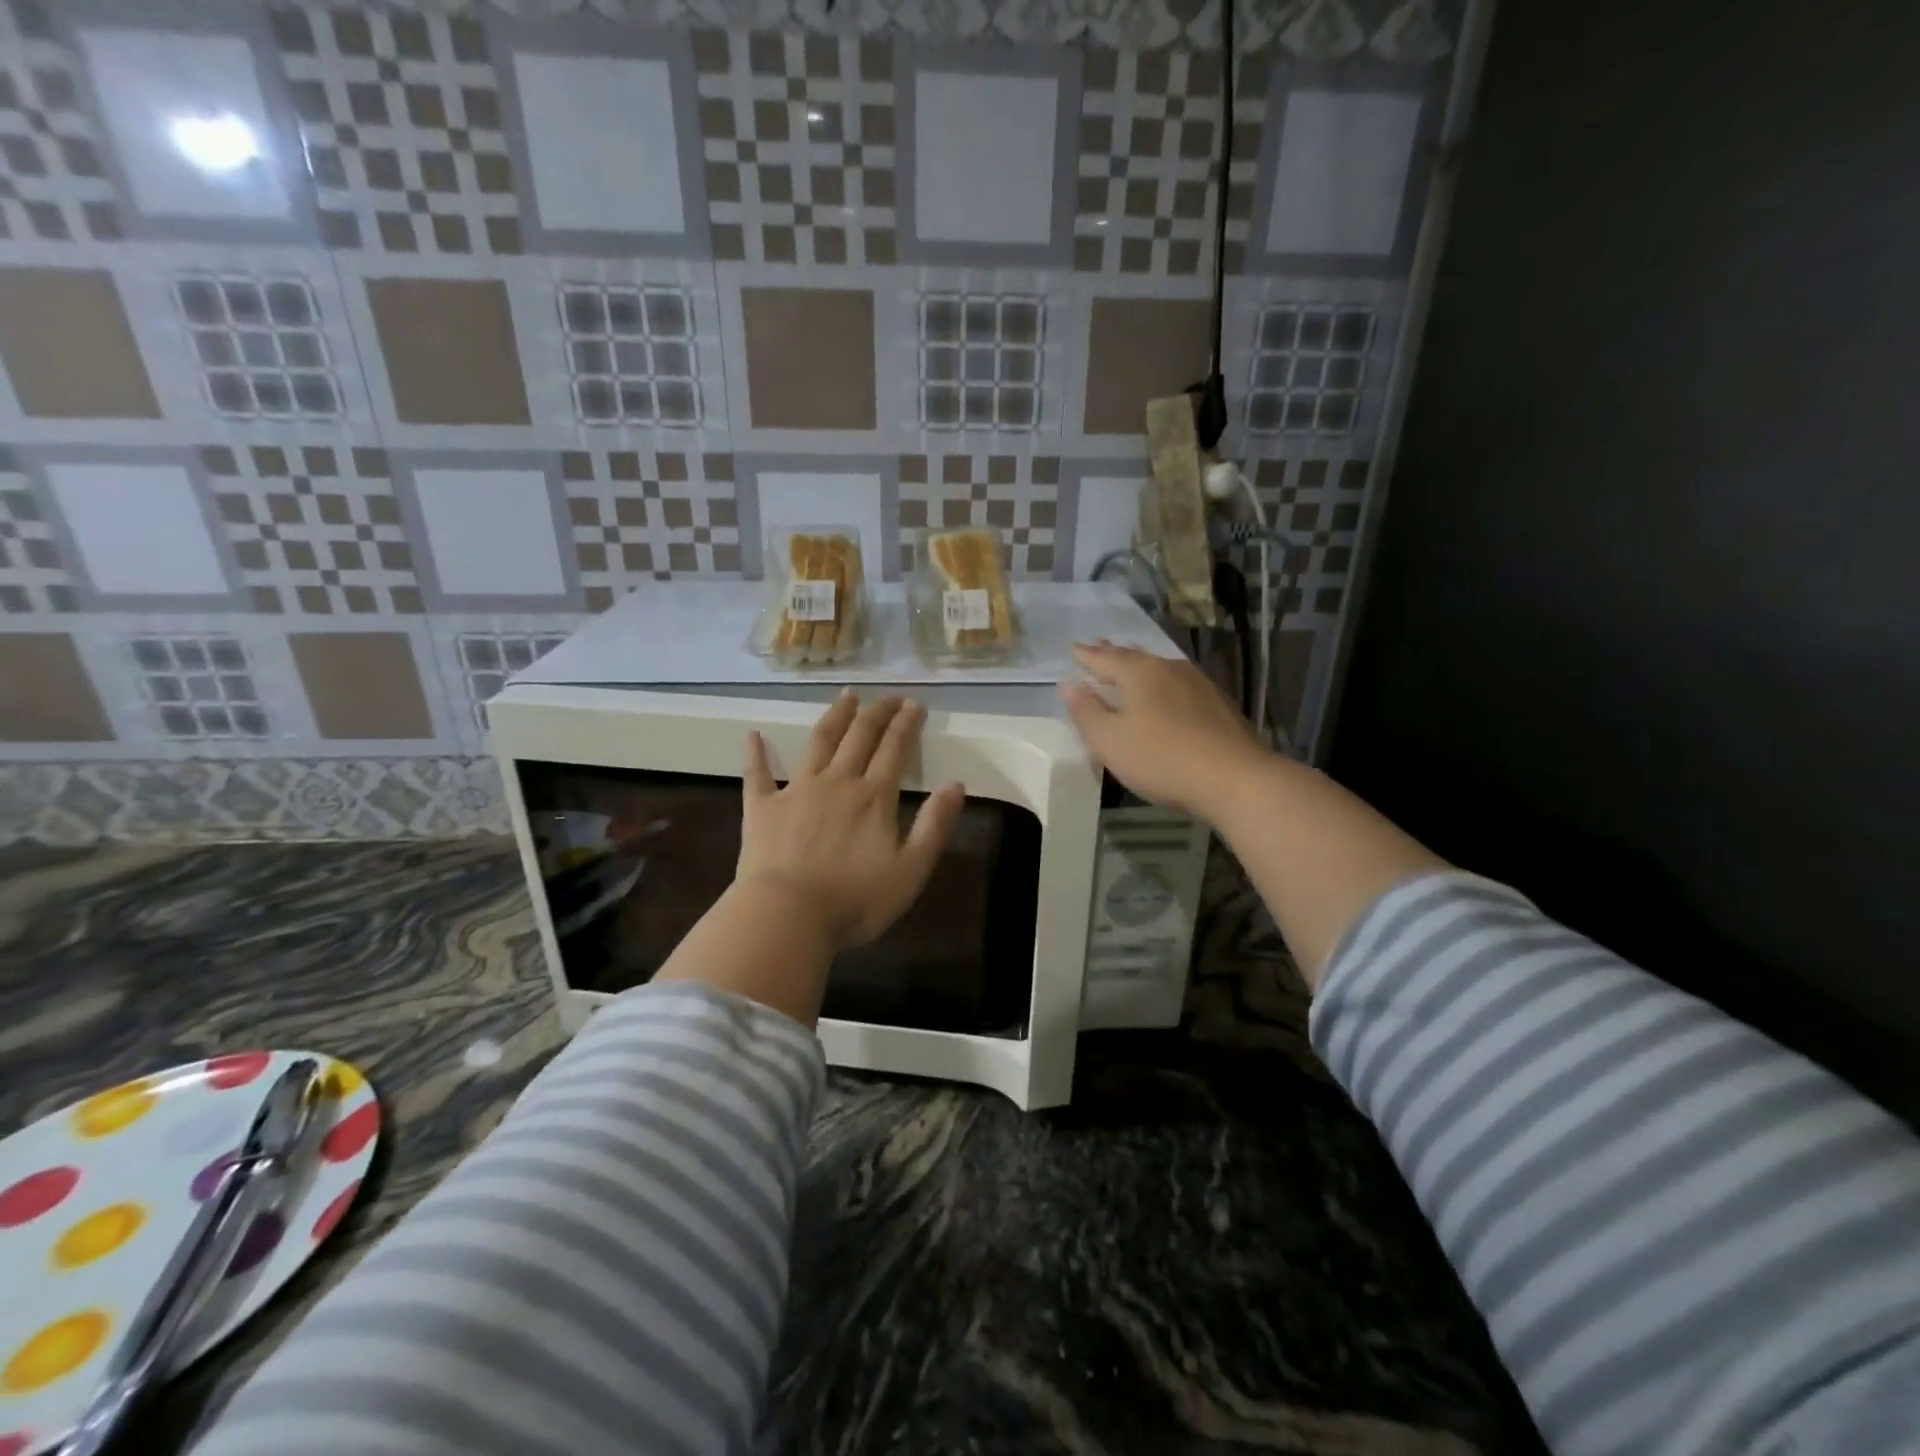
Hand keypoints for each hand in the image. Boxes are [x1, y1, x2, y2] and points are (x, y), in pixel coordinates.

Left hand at [737, 692, 965, 952]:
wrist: (786, 916)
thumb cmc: (855, 900)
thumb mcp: (911, 870)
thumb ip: (934, 826)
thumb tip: (957, 785)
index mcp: (873, 797)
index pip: (894, 749)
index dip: (906, 723)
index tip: (914, 703)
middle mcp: (837, 782)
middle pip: (859, 737)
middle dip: (877, 713)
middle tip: (888, 697)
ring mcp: (796, 791)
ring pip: (818, 742)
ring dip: (834, 717)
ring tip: (846, 696)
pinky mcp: (762, 809)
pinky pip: (757, 774)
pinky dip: (756, 753)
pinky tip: (753, 735)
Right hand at [1059, 641, 1267, 822]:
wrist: (1235, 779)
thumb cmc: (1161, 758)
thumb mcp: (1109, 741)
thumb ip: (1086, 712)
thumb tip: (1069, 685)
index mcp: (1140, 673)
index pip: (1105, 658)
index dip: (1087, 656)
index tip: (1074, 648)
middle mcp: (1170, 669)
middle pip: (1135, 656)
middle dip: (1114, 653)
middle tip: (1098, 646)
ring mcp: (1199, 685)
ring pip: (1160, 668)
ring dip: (1141, 666)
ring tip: (1130, 664)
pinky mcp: (1218, 705)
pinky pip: (1179, 685)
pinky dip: (1163, 684)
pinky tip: (1167, 693)